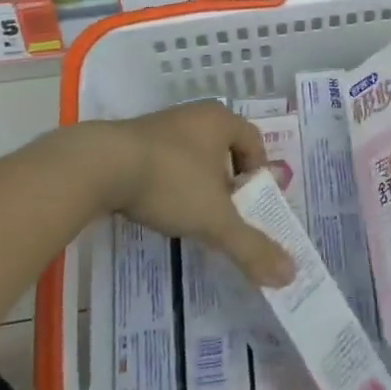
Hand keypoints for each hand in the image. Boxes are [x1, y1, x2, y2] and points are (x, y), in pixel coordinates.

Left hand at [93, 101, 293, 285]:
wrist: (99, 165)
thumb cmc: (169, 181)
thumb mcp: (215, 219)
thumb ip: (251, 246)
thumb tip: (290, 274)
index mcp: (221, 120)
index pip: (254, 142)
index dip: (258, 174)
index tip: (251, 206)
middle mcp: (195, 115)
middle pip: (224, 148)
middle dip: (228, 181)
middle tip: (225, 214)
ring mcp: (162, 124)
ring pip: (193, 154)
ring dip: (198, 182)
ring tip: (191, 215)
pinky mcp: (133, 139)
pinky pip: (165, 159)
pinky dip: (169, 181)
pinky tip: (158, 205)